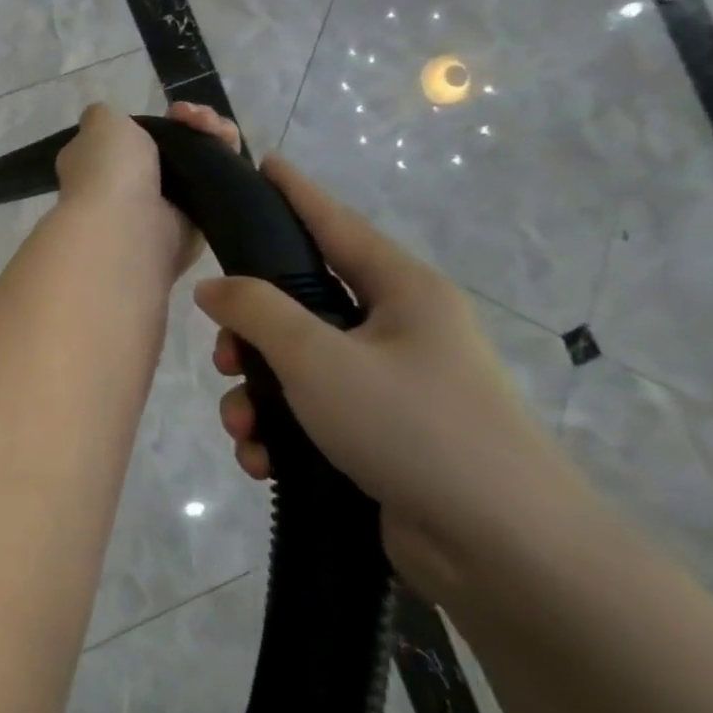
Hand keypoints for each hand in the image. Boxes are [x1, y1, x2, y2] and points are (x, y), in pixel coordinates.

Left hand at [55, 101, 241, 283]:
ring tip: (220, 131)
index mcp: (99, 163)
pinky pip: (217, 186)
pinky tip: (230, 149)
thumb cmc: (108, 171)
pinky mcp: (195, 222)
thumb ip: (103, 115)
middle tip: (200, 120)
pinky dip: (229, 164)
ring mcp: (163, 204)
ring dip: (216, 138)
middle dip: (196, 124)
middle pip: (175, 145)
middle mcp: (128, 184)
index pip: (137, 136)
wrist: (128, 228)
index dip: (162, 119)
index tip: (177, 111)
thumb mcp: (99, 125)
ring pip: (200, 162)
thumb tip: (105, 117)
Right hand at [192, 155, 573, 601]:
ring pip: (293, 369)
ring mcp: (390, 386)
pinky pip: (308, 416)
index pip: (335, 224)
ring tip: (245, 430)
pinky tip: (265, 462)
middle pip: (298, 308)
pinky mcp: (378, 436)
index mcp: (401, 292)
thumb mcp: (318, 359)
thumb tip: (213, 287)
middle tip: (225, 359)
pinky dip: (279, 436)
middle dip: (249, 338)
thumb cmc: (411, 426)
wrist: (499, 548)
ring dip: (256, 398)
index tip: (262, 164)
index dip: (295, 194)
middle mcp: (397, 331)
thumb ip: (256, 311)